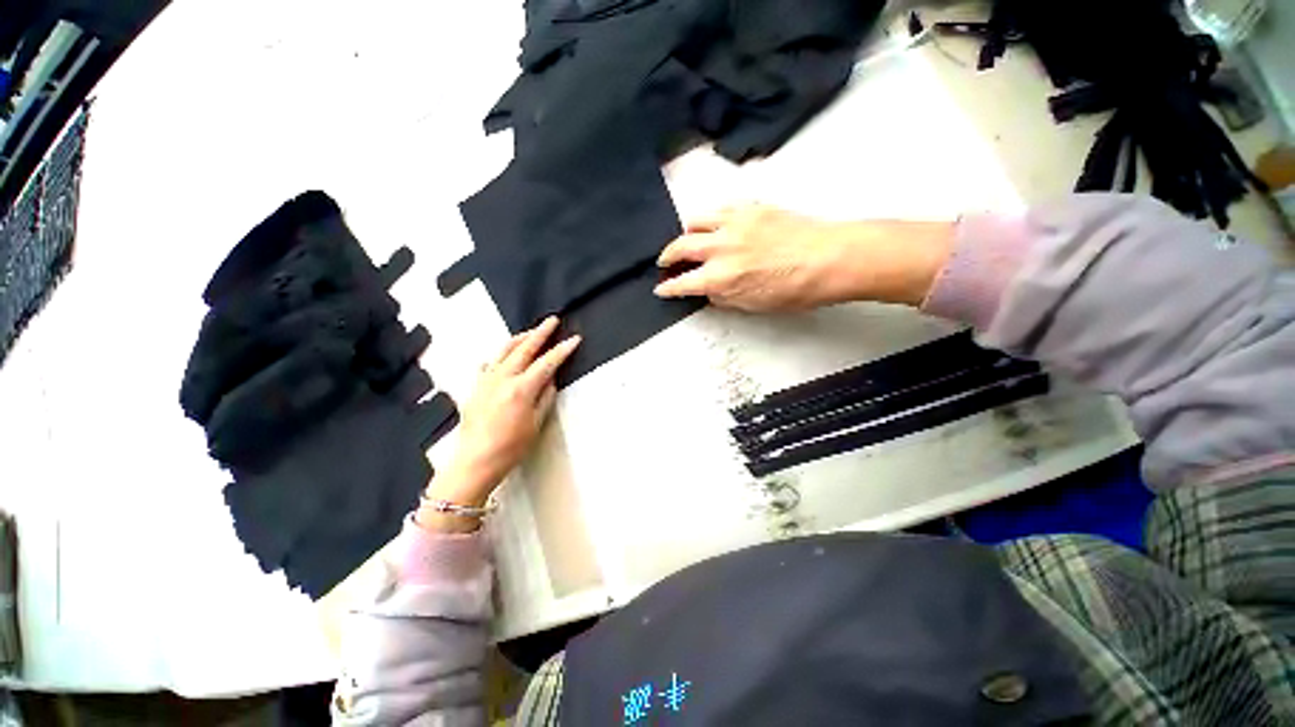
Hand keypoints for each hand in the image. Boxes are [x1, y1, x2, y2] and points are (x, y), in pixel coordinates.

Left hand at [421, 317, 579, 526]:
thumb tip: (550, 380)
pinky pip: (488, 363)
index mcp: (521, 388)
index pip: (547, 362)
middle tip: (552, 320)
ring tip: (531, 331)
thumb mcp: (536, 424)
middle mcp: (503, 378)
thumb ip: (545, 397)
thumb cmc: (511, 447)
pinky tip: (502, 355)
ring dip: (520, 338)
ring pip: (504, 350)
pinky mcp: (475, 387)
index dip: (562, 350)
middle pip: (525, 348)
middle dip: (540, 332)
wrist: (475, 461)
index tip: (575, 339)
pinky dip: (499, 355)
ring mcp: (486, 380)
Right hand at [653, 205, 953, 311]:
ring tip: (687, 240)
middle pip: (680, 246)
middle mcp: (721, 247)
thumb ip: (724, 297)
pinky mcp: (750, 207)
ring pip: (696, 220)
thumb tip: (710, 290)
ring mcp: (734, 222)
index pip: (682, 283)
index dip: (668, 288)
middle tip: (664, 262)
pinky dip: (711, 218)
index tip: (661, 289)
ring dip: (686, 233)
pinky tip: (715, 225)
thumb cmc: (797, 289)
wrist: (831, 258)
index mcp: (721, 277)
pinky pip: (720, 208)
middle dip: (667, 257)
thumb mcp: (754, 305)